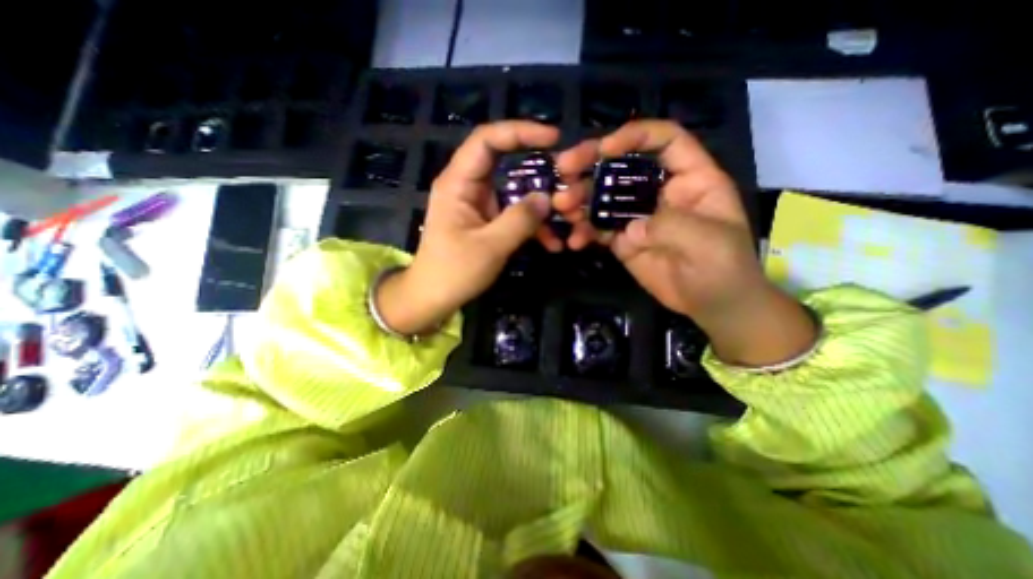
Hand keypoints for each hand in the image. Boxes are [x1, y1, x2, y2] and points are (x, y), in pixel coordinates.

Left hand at [377, 122, 576, 334]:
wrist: (434, 298)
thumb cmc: (453, 272)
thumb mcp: (490, 247)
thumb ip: (520, 220)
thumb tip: (548, 198)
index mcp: (458, 182)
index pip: (487, 140)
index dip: (520, 132)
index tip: (553, 139)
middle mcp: (469, 186)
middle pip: (506, 162)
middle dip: (539, 170)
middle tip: (567, 179)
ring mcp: (480, 204)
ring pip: (515, 191)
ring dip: (541, 204)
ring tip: (568, 217)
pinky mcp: (488, 221)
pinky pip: (515, 213)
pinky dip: (533, 225)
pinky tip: (552, 242)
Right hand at [557, 119, 815, 367]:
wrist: (711, 305)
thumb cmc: (724, 268)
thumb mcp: (708, 242)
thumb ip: (670, 226)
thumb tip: (629, 229)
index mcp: (690, 178)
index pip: (665, 140)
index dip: (635, 135)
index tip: (605, 149)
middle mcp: (659, 191)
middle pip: (623, 165)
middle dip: (591, 163)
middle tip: (563, 168)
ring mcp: (637, 216)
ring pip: (604, 196)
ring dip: (580, 199)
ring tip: (562, 208)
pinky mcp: (623, 240)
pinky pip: (598, 229)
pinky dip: (583, 231)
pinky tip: (574, 241)